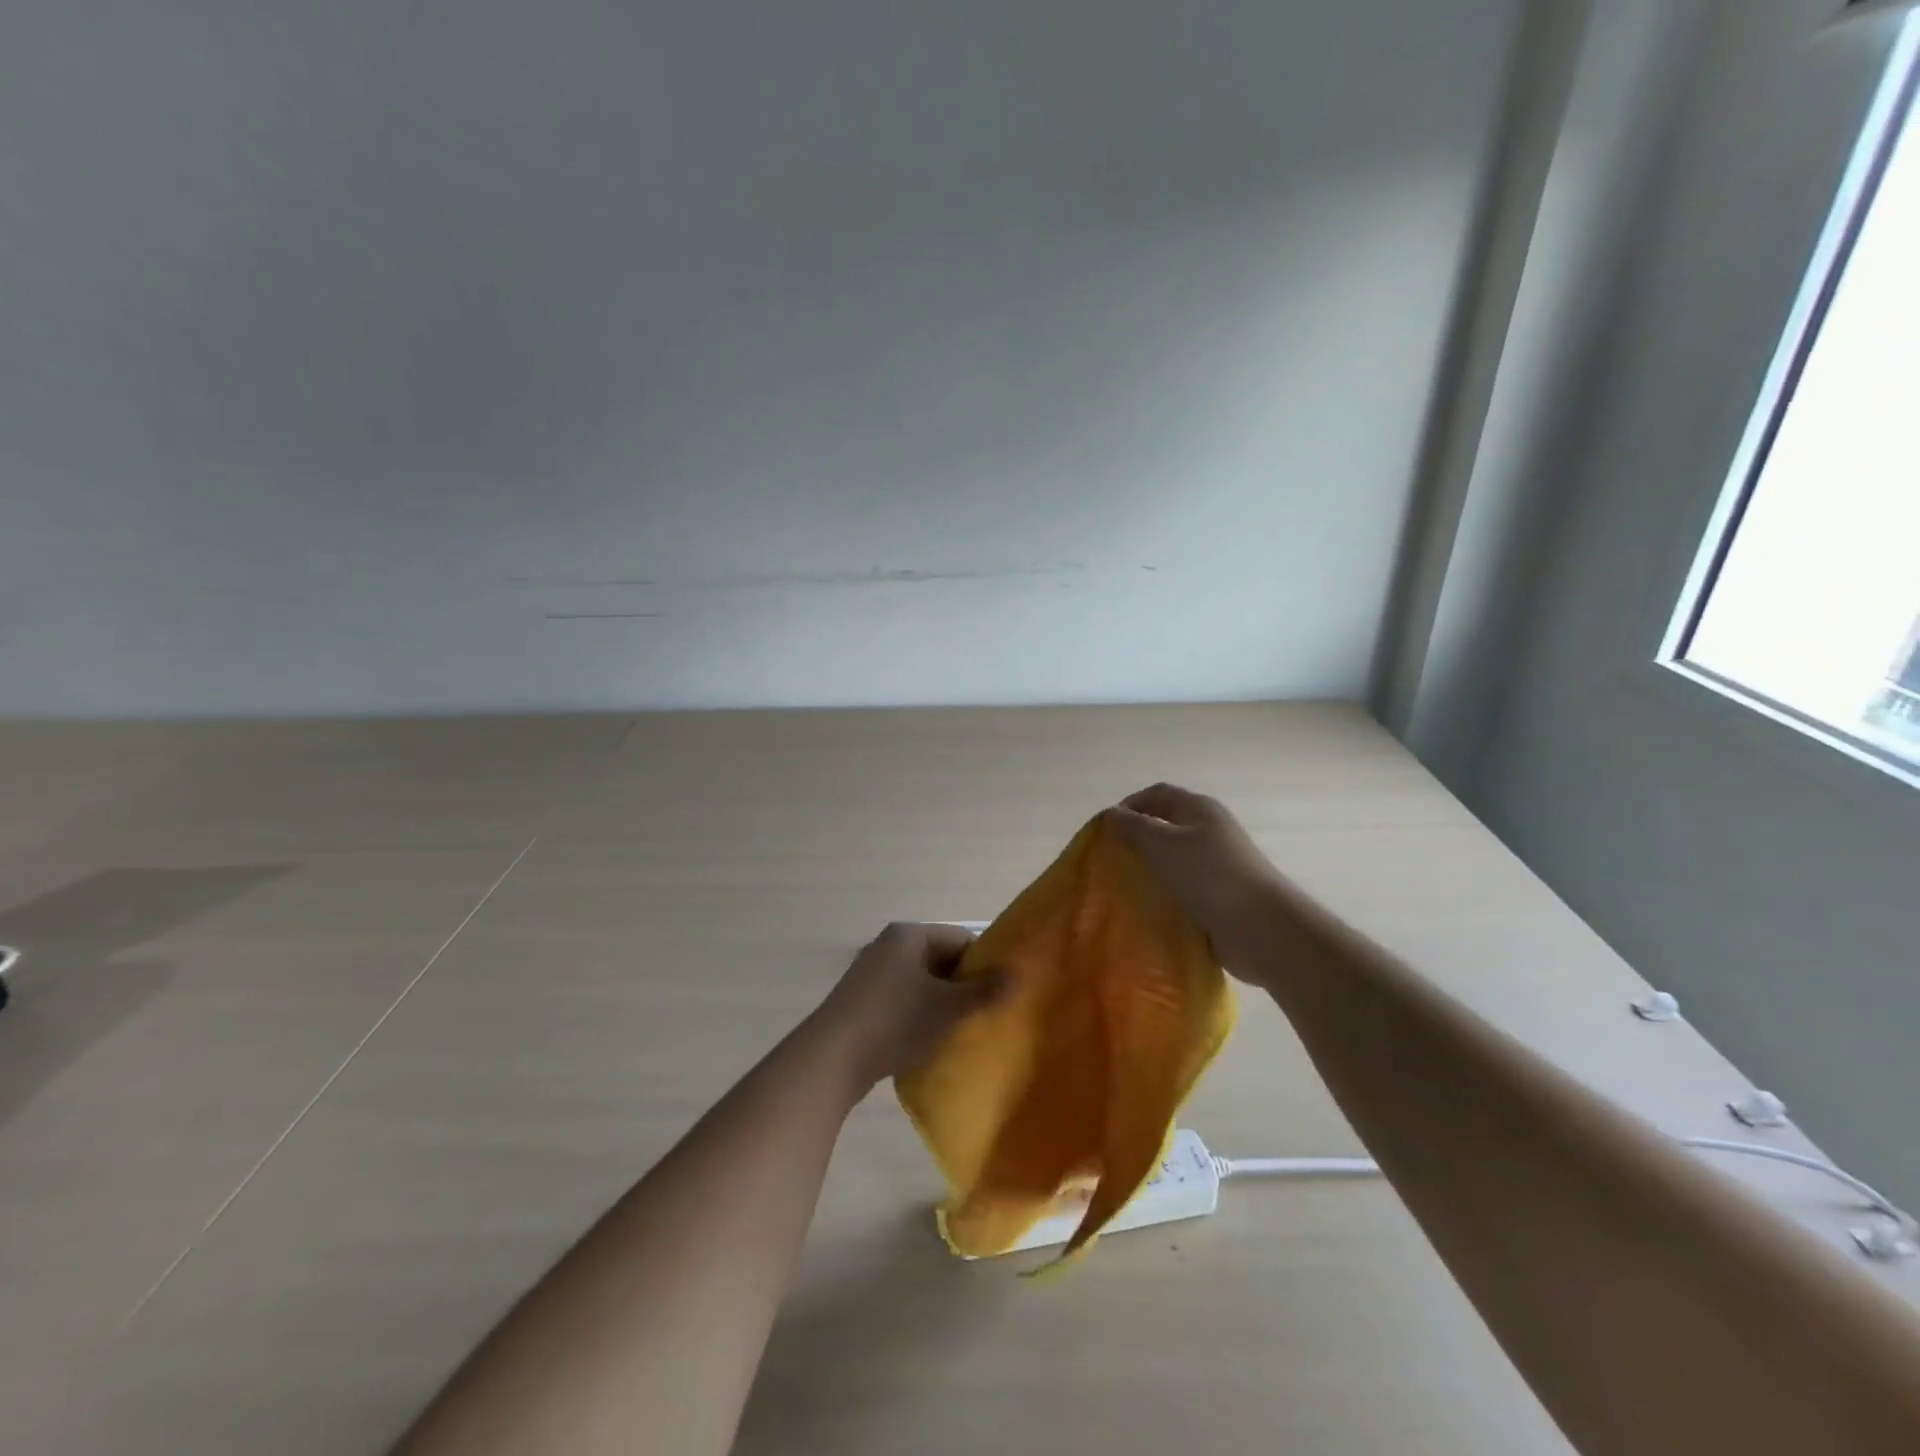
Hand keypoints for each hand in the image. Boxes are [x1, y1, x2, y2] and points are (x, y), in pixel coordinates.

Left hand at [813, 923, 1006, 1089]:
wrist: (832, 1057)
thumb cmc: (896, 1021)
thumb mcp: (948, 1007)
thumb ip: (984, 991)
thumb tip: (1016, 975)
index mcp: (909, 935)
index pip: (960, 939)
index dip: (984, 963)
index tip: (1000, 992)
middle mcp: (888, 945)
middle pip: (939, 960)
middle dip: (961, 985)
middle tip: (984, 1014)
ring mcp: (870, 972)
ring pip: (920, 982)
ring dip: (939, 1003)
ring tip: (958, 1030)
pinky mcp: (860, 1000)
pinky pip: (900, 999)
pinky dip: (916, 1014)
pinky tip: (925, 1040)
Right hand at [1104, 783, 1301, 985]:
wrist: (1260, 927)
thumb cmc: (1208, 875)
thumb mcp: (1162, 844)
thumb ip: (1133, 826)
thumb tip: (1111, 814)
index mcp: (1199, 808)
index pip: (1156, 794)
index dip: (1129, 805)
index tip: (1104, 829)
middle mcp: (1210, 829)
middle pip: (1165, 825)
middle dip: (1137, 839)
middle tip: (1112, 859)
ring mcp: (1217, 863)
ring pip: (1173, 858)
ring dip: (1150, 868)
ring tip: (1126, 885)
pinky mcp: (1219, 893)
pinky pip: (1184, 886)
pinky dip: (1165, 892)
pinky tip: (1149, 907)